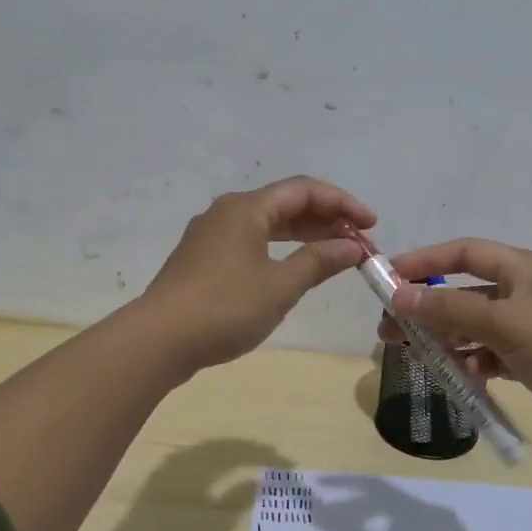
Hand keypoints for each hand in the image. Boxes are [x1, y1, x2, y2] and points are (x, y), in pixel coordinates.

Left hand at [142, 176, 376, 372]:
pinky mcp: (203, 259)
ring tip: (336, 254)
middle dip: (326, 220)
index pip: (305, 190)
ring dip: (305, 235)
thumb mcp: (281, 286)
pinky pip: (252, 241)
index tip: (372, 225)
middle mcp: (227, 212)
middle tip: (359, 242)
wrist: (159, 339)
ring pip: (268, 224)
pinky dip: (281, 249)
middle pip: (286, 204)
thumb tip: (353, 247)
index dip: (343, 204)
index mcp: (247, 208)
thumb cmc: (225, 308)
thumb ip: (319, 261)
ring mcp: (212, 235)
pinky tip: (295, 268)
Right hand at [376, 238, 531, 448]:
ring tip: (412, 355)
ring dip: (445, 338)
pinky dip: (473, 361)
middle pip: (465, 291)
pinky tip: (460, 375)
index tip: (388, 278)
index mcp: (524, 268)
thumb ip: (450, 309)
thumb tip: (400, 296)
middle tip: (389, 330)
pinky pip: (493, 354)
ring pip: (476, 326)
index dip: (424, 262)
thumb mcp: (504, 322)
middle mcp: (527, 291)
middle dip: (427, 308)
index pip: (464, 253)